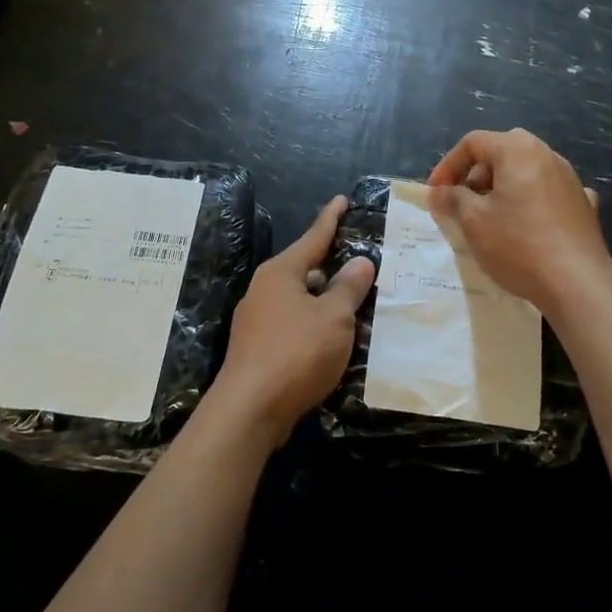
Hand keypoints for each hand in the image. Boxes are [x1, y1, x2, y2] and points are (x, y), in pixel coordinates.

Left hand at [210, 196, 375, 438]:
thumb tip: (360, 262)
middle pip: (305, 269)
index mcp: (281, 272)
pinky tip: (332, 340)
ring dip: (324, 301)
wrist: (249, 411)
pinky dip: (314, 325)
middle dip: (331, 267)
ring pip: (299, 300)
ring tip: (355, 303)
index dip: (331, 219)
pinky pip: (293, 325)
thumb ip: (349, 288)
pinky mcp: (257, 349)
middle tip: (361, 263)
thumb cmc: (295, 353)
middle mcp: (264, 290)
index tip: (341, 200)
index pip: (313, 237)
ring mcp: (257, 320)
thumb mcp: (333, 317)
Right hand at [426, 128, 611, 316]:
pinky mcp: (583, 205)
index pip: (473, 142)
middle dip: (475, 175)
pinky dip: (530, 201)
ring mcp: (570, 179)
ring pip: (526, 172)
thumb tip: (439, 192)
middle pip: (501, 152)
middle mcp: (547, 155)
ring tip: (489, 218)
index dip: (448, 165)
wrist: (578, 283)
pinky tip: (528, 224)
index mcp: (518, 150)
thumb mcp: (474, 221)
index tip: (436, 194)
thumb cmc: (518, 244)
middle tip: (462, 203)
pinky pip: (547, 193)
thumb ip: (453, 199)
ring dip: (502, 188)